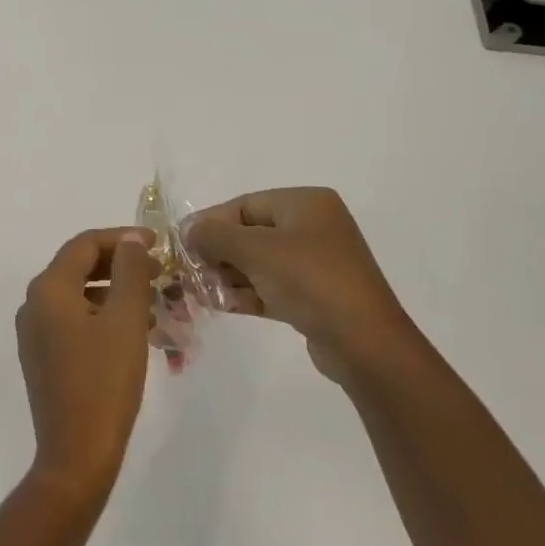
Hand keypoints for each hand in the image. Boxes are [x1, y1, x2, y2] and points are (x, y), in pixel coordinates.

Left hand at [15, 228, 157, 506]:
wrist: (76, 454)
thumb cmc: (104, 381)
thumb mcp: (126, 319)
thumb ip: (131, 270)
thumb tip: (131, 238)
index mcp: (49, 288)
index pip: (84, 244)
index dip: (122, 238)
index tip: (158, 245)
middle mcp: (34, 303)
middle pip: (79, 267)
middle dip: (121, 265)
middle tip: (159, 273)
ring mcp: (34, 333)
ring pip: (78, 295)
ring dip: (115, 292)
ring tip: (153, 304)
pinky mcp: (42, 357)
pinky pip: (73, 320)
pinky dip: (102, 316)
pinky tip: (133, 332)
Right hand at [187, 188, 421, 390]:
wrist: (363, 341)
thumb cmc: (309, 280)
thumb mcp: (256, 250)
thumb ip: (215, 235)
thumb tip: (188, 230)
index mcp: (306, 204)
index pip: (245, 205)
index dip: (210, 222)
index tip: (182, 243)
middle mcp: (313, 227)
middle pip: (250, 233)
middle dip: (218, 253)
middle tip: (189, 272)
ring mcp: (315, 263)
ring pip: (259, 262)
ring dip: (228, 276)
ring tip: (199, 292)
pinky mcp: (314, 296)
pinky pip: (271, 286)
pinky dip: (246, 293)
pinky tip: (220, 305)